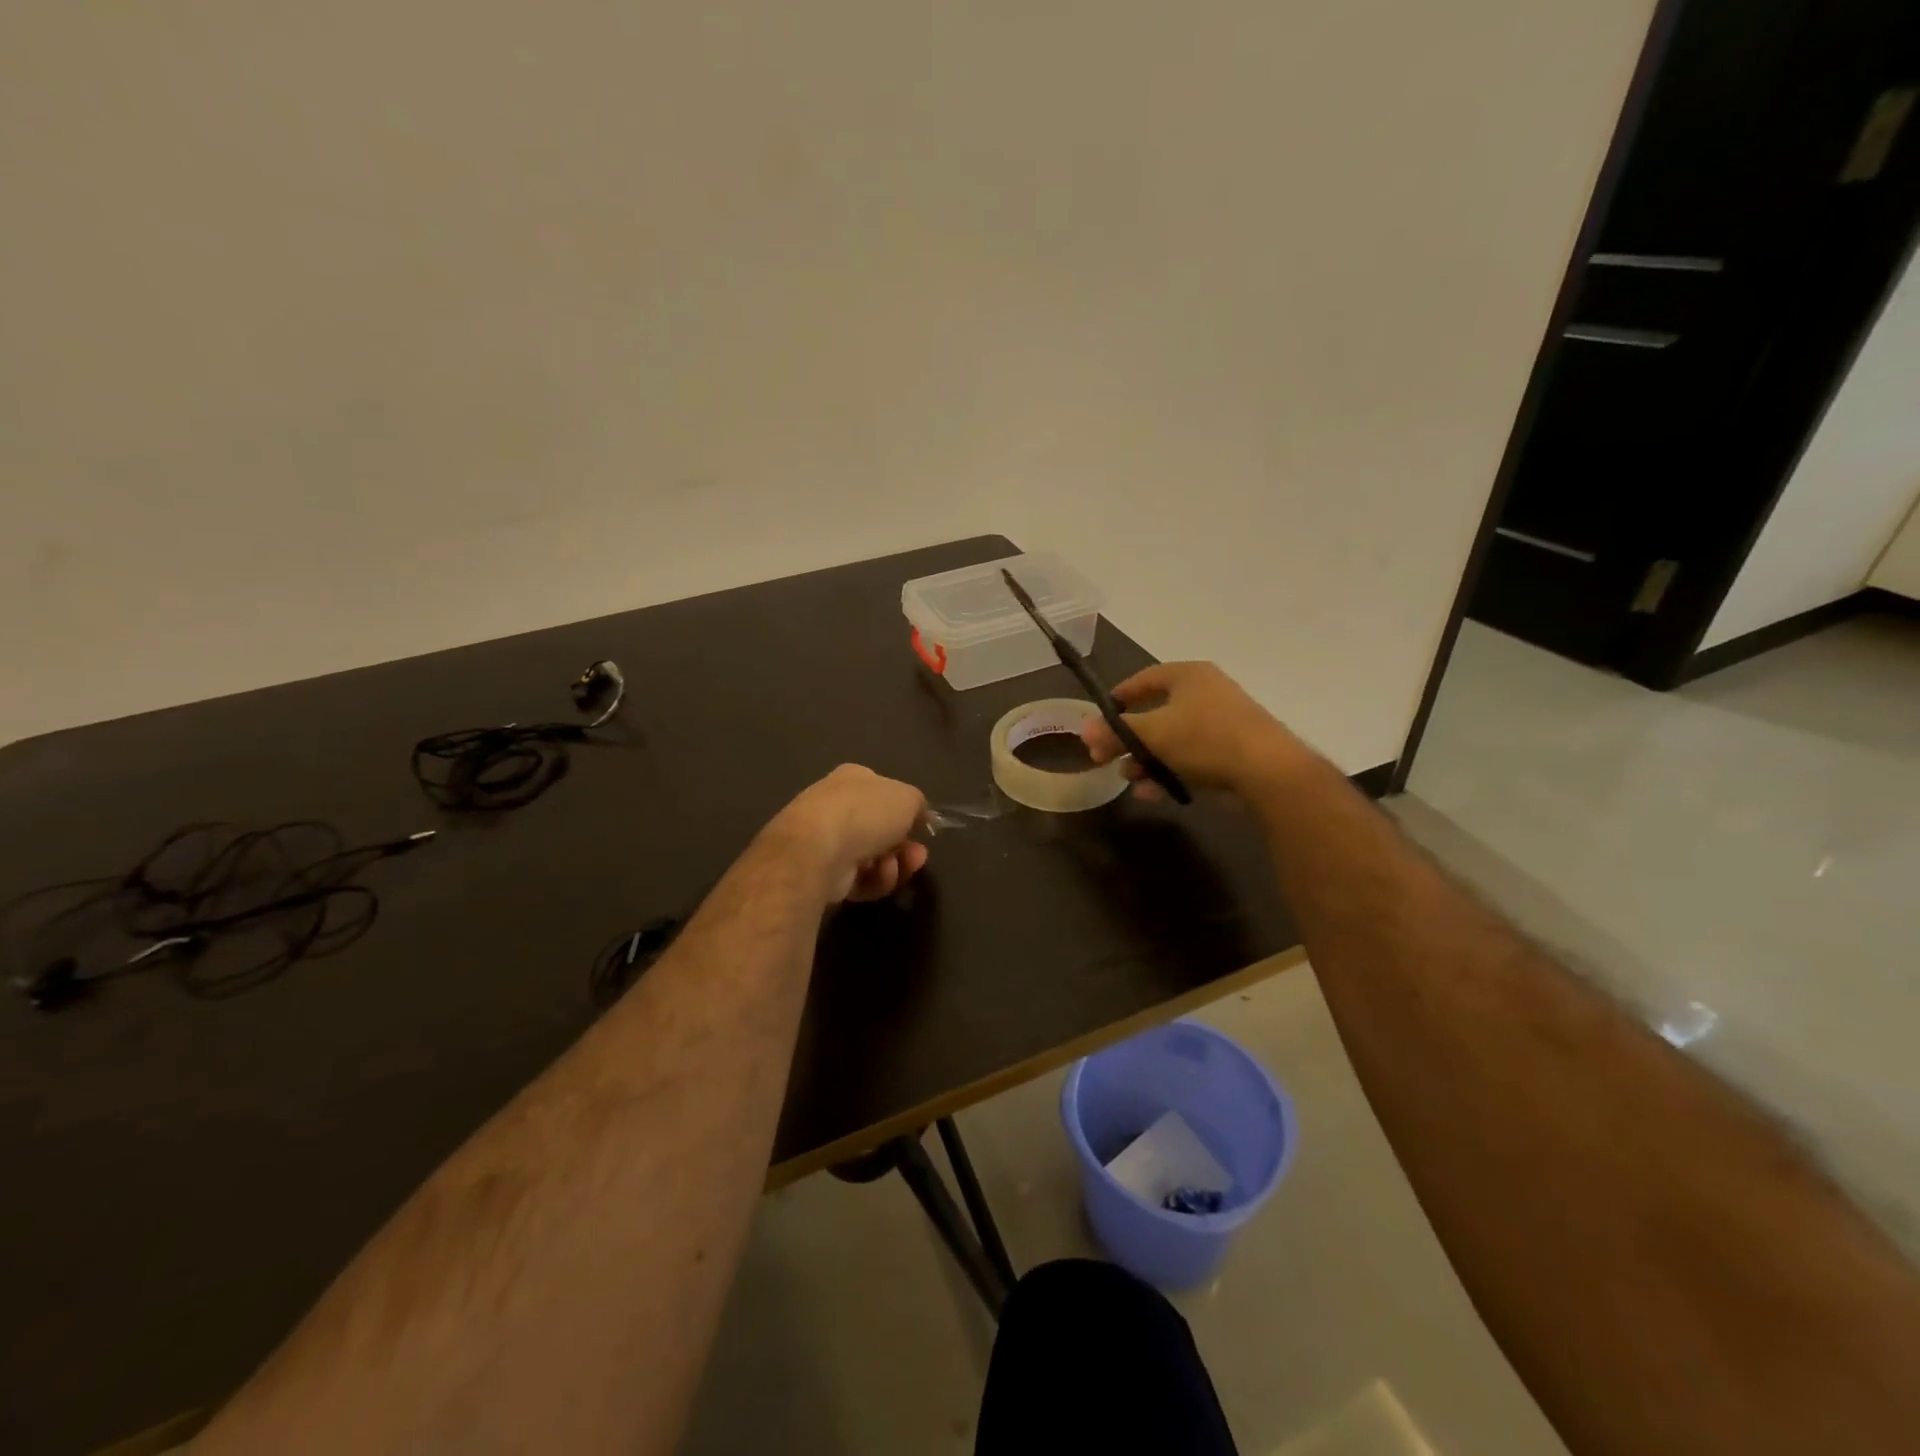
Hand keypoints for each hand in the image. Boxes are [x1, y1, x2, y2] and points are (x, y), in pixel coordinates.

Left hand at [770, 764, 929, 903]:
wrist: (819, 848)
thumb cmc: (866, 812)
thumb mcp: (908, 797)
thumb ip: (918, 805)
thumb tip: (919, 816)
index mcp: (853, 779)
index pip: (883, 792)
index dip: (905, 811)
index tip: (923, 828)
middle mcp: (836, 806)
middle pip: (880, 830)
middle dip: (904, 846)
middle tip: (918, 856)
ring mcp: (827, 841)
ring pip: (873, 858)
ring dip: (892, 866)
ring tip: (895, 868)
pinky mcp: (822, 873)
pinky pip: (859, 879)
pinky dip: (874, 881)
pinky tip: (879, 878)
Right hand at [1079, 662, 1309, 799]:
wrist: (1267, 771)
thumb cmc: (1204, 738)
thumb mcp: (1152, 734)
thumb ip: (1116, 732)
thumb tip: (1083, 729)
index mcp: (1188, 676)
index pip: (1144, 679)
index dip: (1119, 697)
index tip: (1099, 718)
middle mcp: (1206, 693)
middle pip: (1156, 713)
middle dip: (1128, 739)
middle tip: (1105, 757)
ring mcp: (1222, 723)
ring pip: (1172, 740)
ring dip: (1146, 760)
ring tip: (1129, 779)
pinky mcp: (1232, 752)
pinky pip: (1191, 758)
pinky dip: (1170, 772)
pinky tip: (1152, 793)